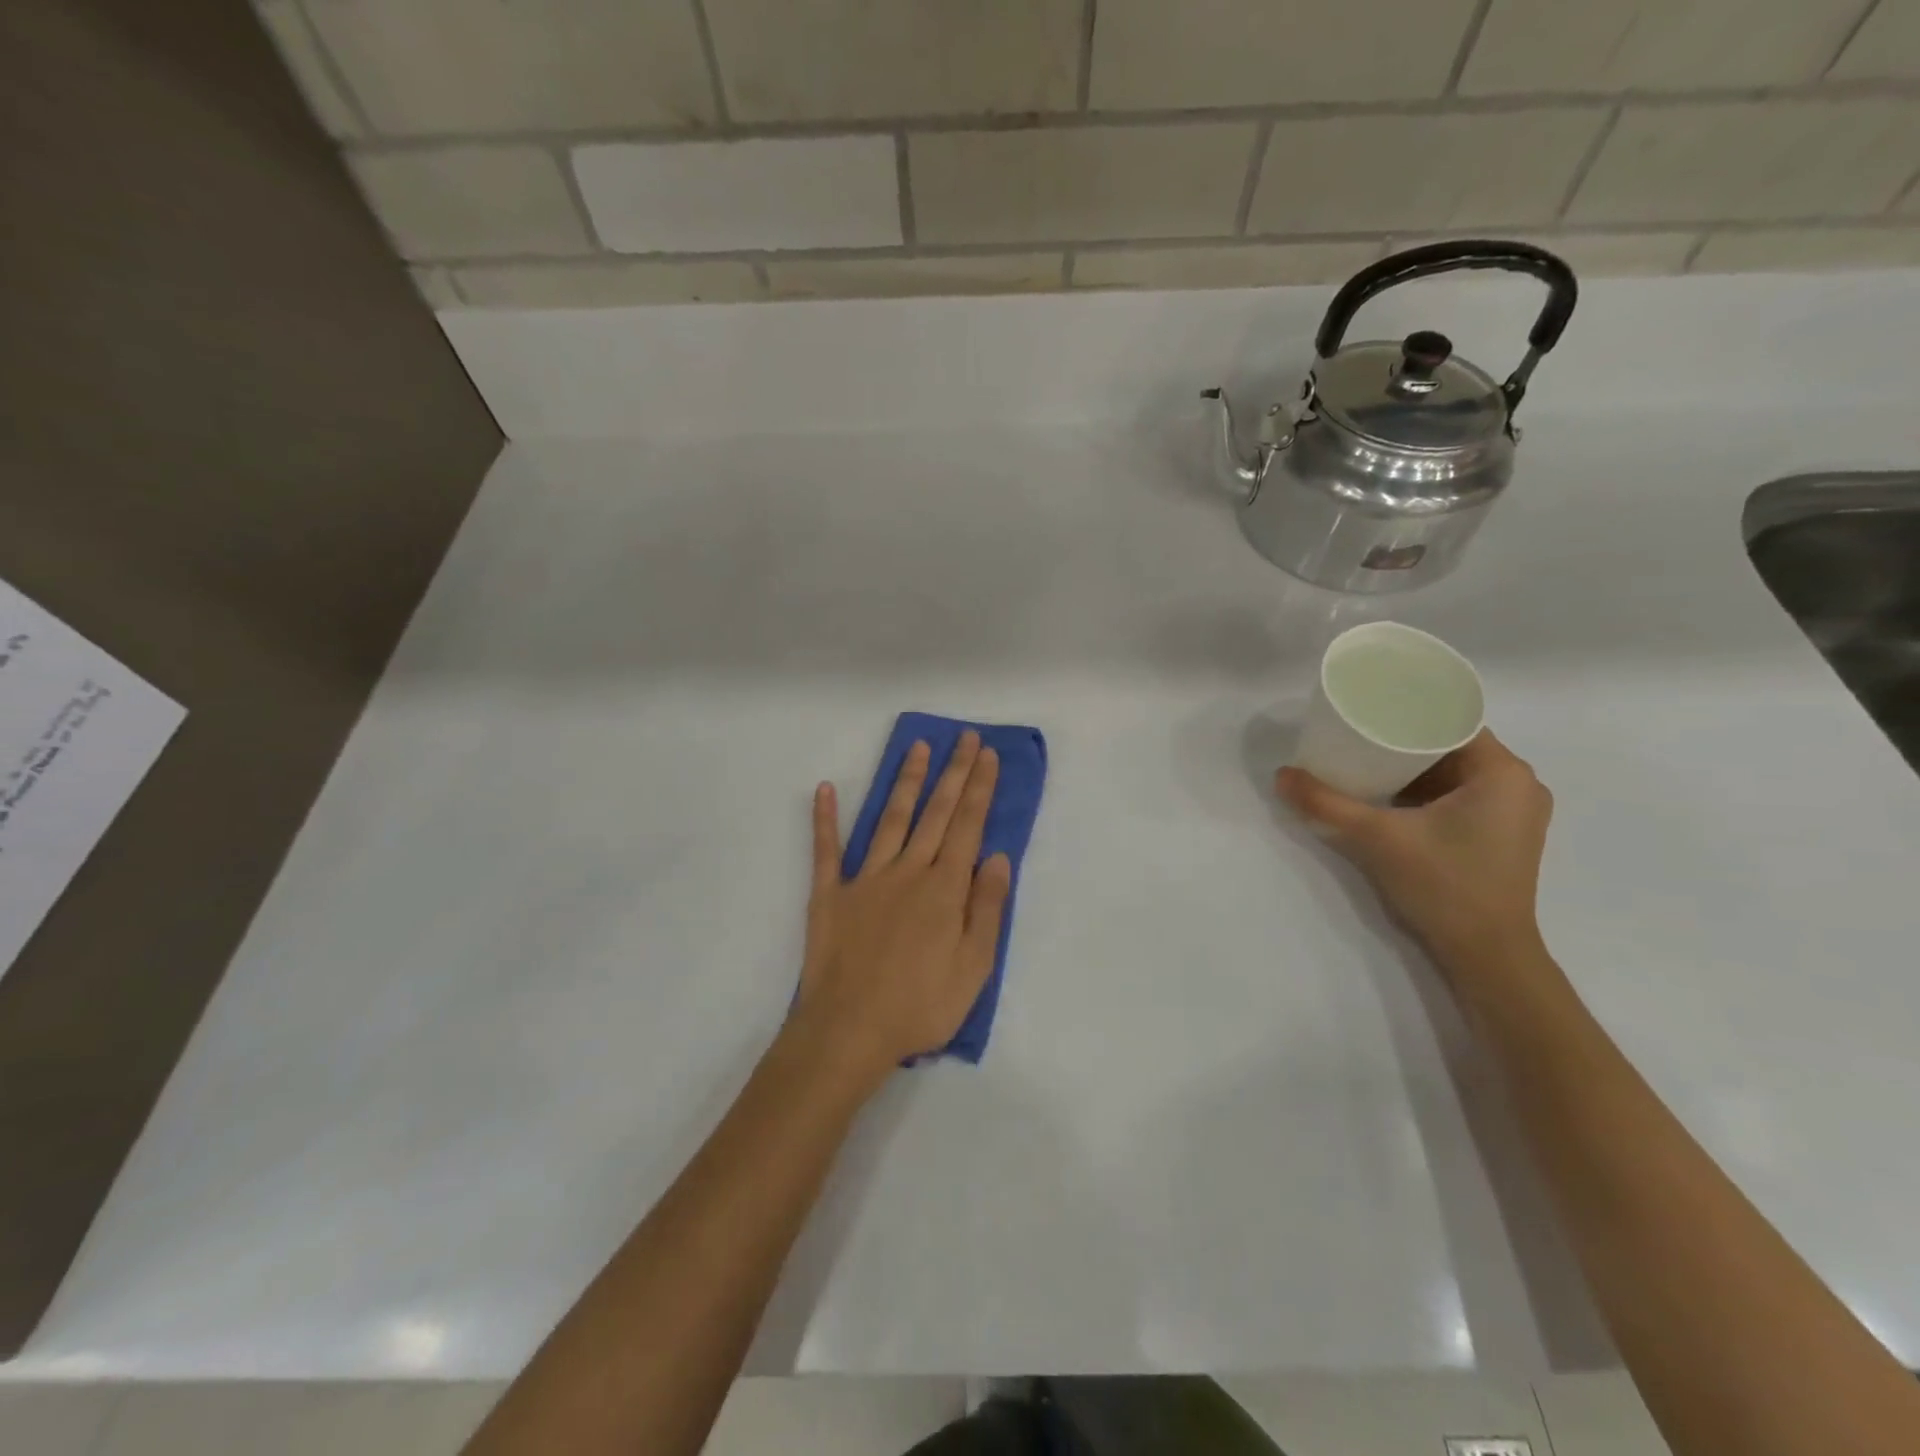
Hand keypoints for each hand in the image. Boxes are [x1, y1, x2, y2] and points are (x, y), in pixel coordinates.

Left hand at [793, 732, 1011, 1082]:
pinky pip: (827, 849)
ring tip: (918, 748)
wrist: (849, 1032)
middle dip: (953, 773)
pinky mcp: (829, 894)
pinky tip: (824, 789)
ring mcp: (865, 879)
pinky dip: (825, 818)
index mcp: (944, 889)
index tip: (988, 756)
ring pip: (890, 818)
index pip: (968, 827)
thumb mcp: (974, 967)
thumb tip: (998, 857)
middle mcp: (908, 872)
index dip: (980, 789)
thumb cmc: (920, 1006)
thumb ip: (987, 908)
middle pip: (935, 813)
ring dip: (905, 781)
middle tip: (965, 738)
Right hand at [1276, 730, 1553, 991]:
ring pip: (1454, 772)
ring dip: (1412, 768)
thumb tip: (1282, 776)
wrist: (1486, 955)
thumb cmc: (1444, 885)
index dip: (1409, 711)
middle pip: (1450, 745)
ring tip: (1365, 762)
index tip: (1368, 711)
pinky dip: (1424, 791)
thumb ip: (1326, 804)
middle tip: (1356, 737)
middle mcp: (1518, 785)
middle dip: (1403, 741)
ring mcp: (1514, 813)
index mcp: (1503, 772)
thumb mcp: (1376, 838)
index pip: (1452, 720)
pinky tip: (1388, 797)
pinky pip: (1459, 796)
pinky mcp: (1501, 836)